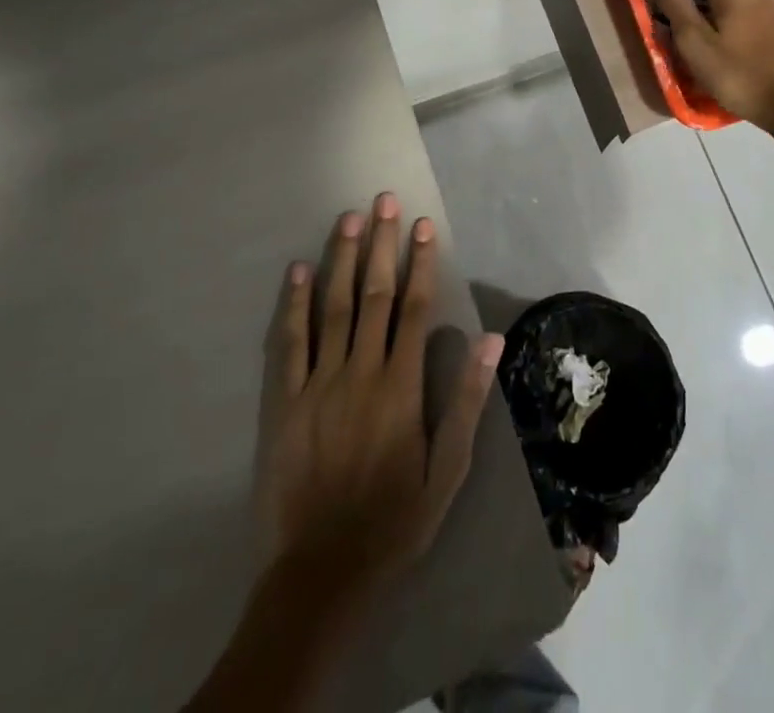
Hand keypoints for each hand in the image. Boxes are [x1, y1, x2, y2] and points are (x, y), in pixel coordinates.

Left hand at [255, 193, 503, 594]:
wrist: (321, 574)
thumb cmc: (393, 519)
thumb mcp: (447, 470)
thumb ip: (465, 401)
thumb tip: (489, 339)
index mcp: (400, 386)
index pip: (413, 308)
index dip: (419, 262)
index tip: (423, 225)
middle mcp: (359, 373)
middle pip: (372, 295)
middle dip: (380, 244)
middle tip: (383, 200)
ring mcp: (318, 385)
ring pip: (332, 308)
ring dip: (340, 259)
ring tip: (347, 218)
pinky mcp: (283, 403)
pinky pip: (288, 344)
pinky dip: (293, 305)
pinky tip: (297, 272)